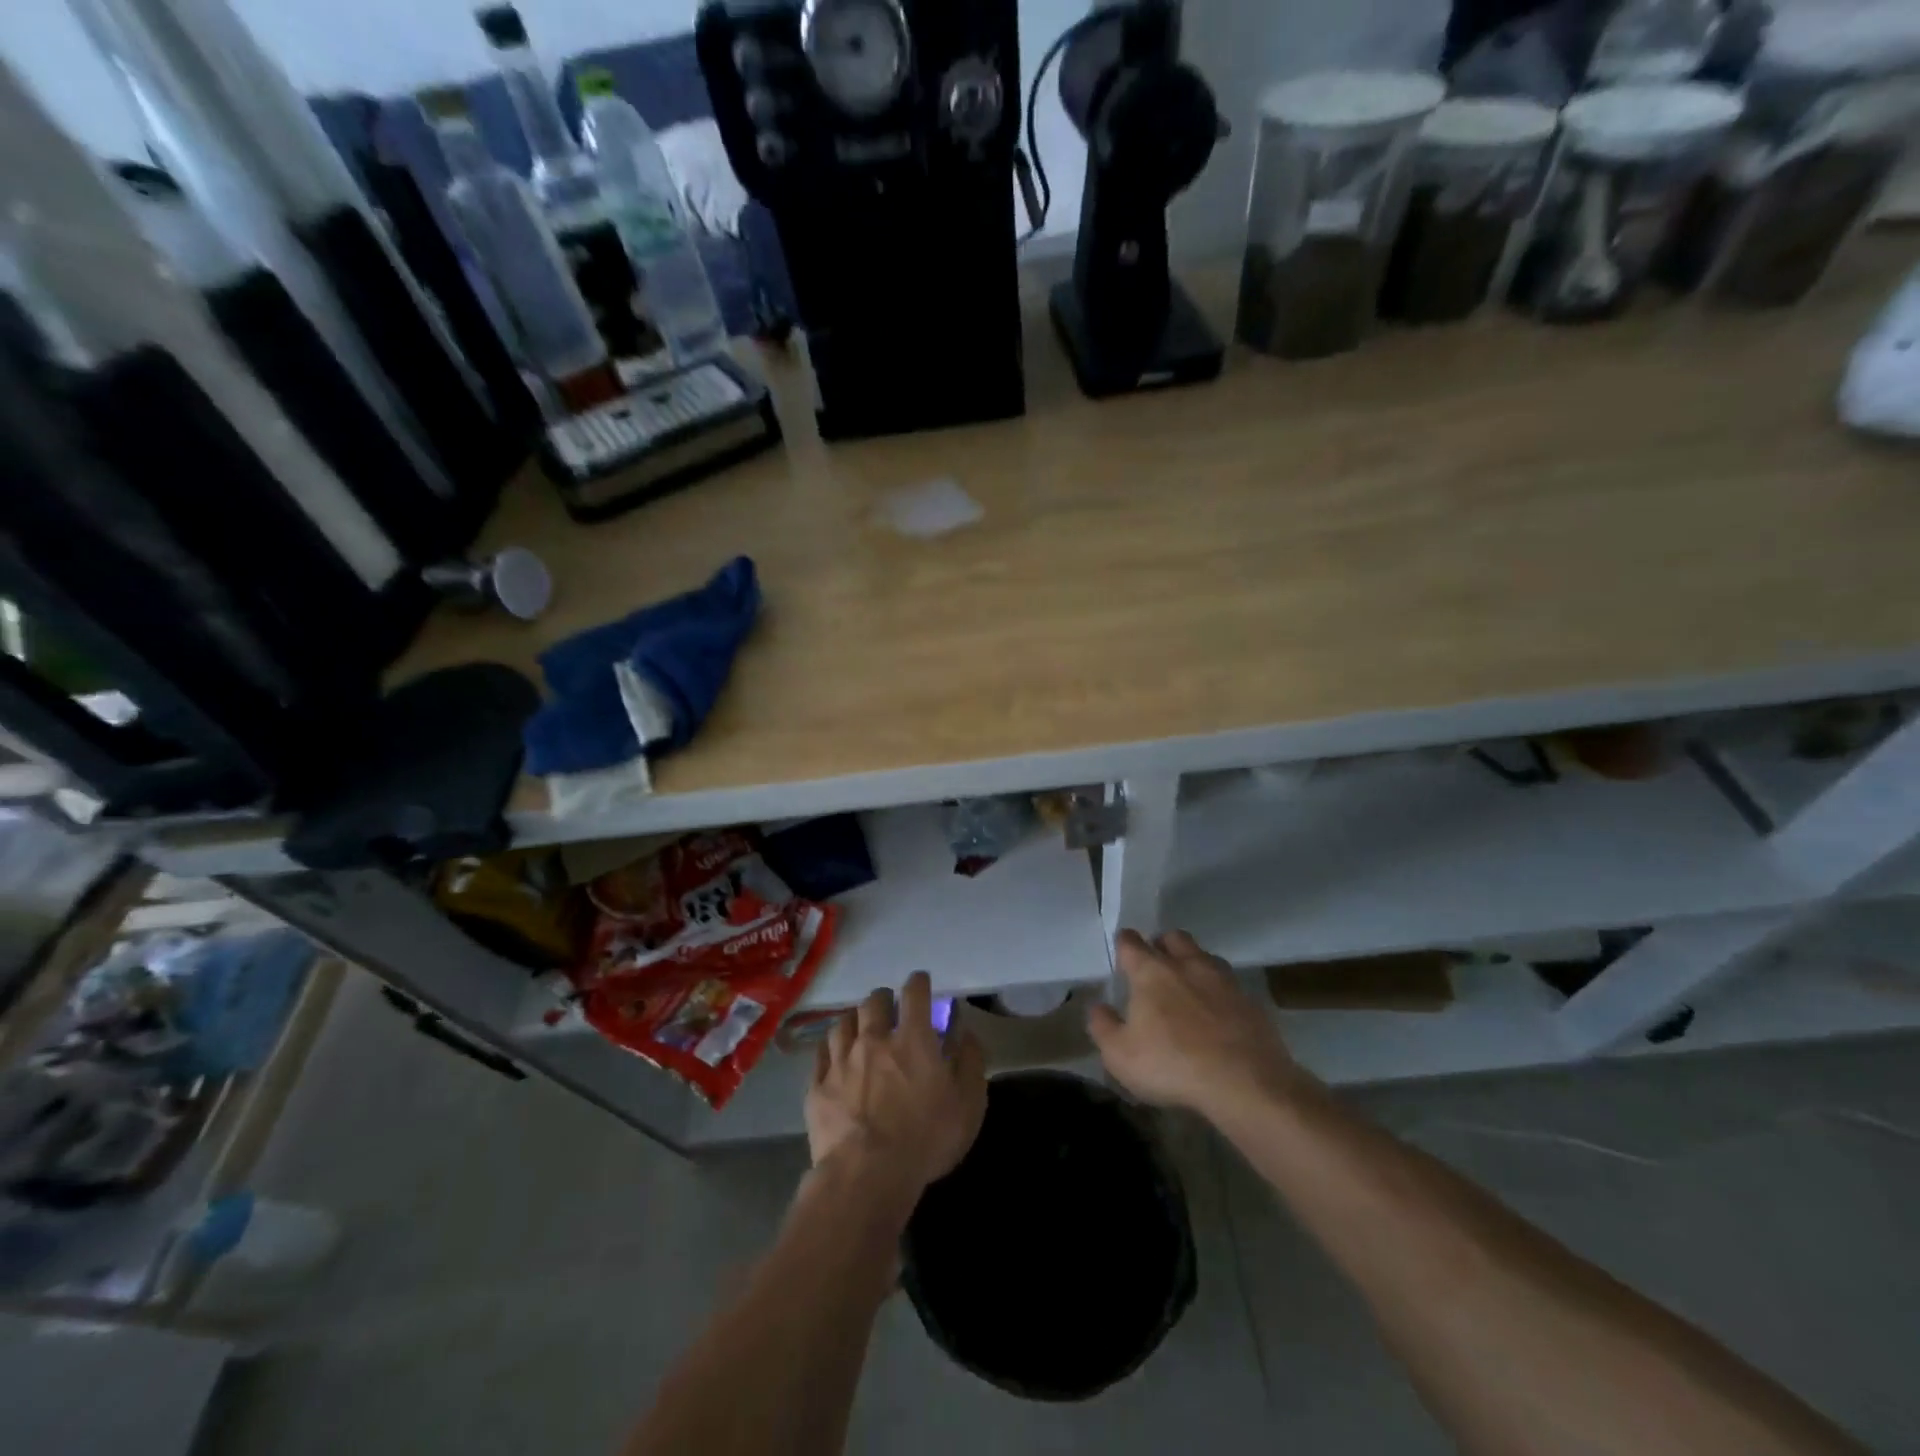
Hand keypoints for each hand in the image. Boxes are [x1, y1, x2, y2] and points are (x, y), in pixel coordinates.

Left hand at [806, 971, 987, 1199]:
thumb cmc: (926, 1140)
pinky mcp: (818, 1086)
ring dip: (855, 1020)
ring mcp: (841, 1061)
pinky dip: (830, 1048)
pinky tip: (834, 1053)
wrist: (866, 1176)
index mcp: (912, 1039)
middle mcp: (874, 1040)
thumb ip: (971, 1063)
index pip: (914, 993)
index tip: (920, 981)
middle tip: (889, 1007)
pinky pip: (821, 1054)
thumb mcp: (968, 1105)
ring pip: (843, 1022)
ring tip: (860, 1027)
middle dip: (883, 998)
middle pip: (873, 1001)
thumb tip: (966, 1034)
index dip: (918, 982)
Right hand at [1088, 929, 1304, 1117]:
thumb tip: (1098, 1007)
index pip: (1131, 942)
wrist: (1245, 1083)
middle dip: (1162, 944)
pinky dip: (1219, 992)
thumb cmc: (1172, 1065)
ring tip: (1188, 987)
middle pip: (1173, 937)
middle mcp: (1186, 965)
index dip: (1123, 944)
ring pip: (1204, 956)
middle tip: (1156, 965)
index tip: (1121, 952)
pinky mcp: (1251, 1001)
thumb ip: (1103, 1026)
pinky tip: (1218, 1014)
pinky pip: (1230, 985)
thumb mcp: (1120, 1055)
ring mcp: (1223, 980)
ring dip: (1193, 964)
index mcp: (1151, 971)